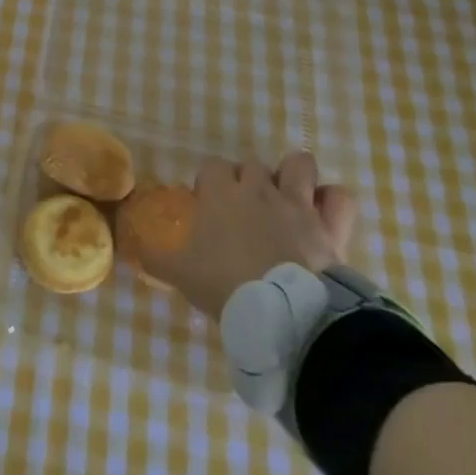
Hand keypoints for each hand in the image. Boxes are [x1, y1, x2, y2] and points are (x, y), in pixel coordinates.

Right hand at [144, 151, 358, 318]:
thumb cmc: (224, 284)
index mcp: (220, 194)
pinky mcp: (330, 225)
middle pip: (252, 165)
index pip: (211, 166)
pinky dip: (333, 203)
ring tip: (288, 199)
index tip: (208, 206)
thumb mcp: (179, 274)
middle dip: (248, 181)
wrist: (281, 311)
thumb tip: (135, 251)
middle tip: (244, 211)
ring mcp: (297, 204)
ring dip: (294, 176)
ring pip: (300, 164)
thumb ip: (156, 258)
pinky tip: (324, 215)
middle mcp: (258, 189)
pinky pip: (340, 197)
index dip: (209, 183)